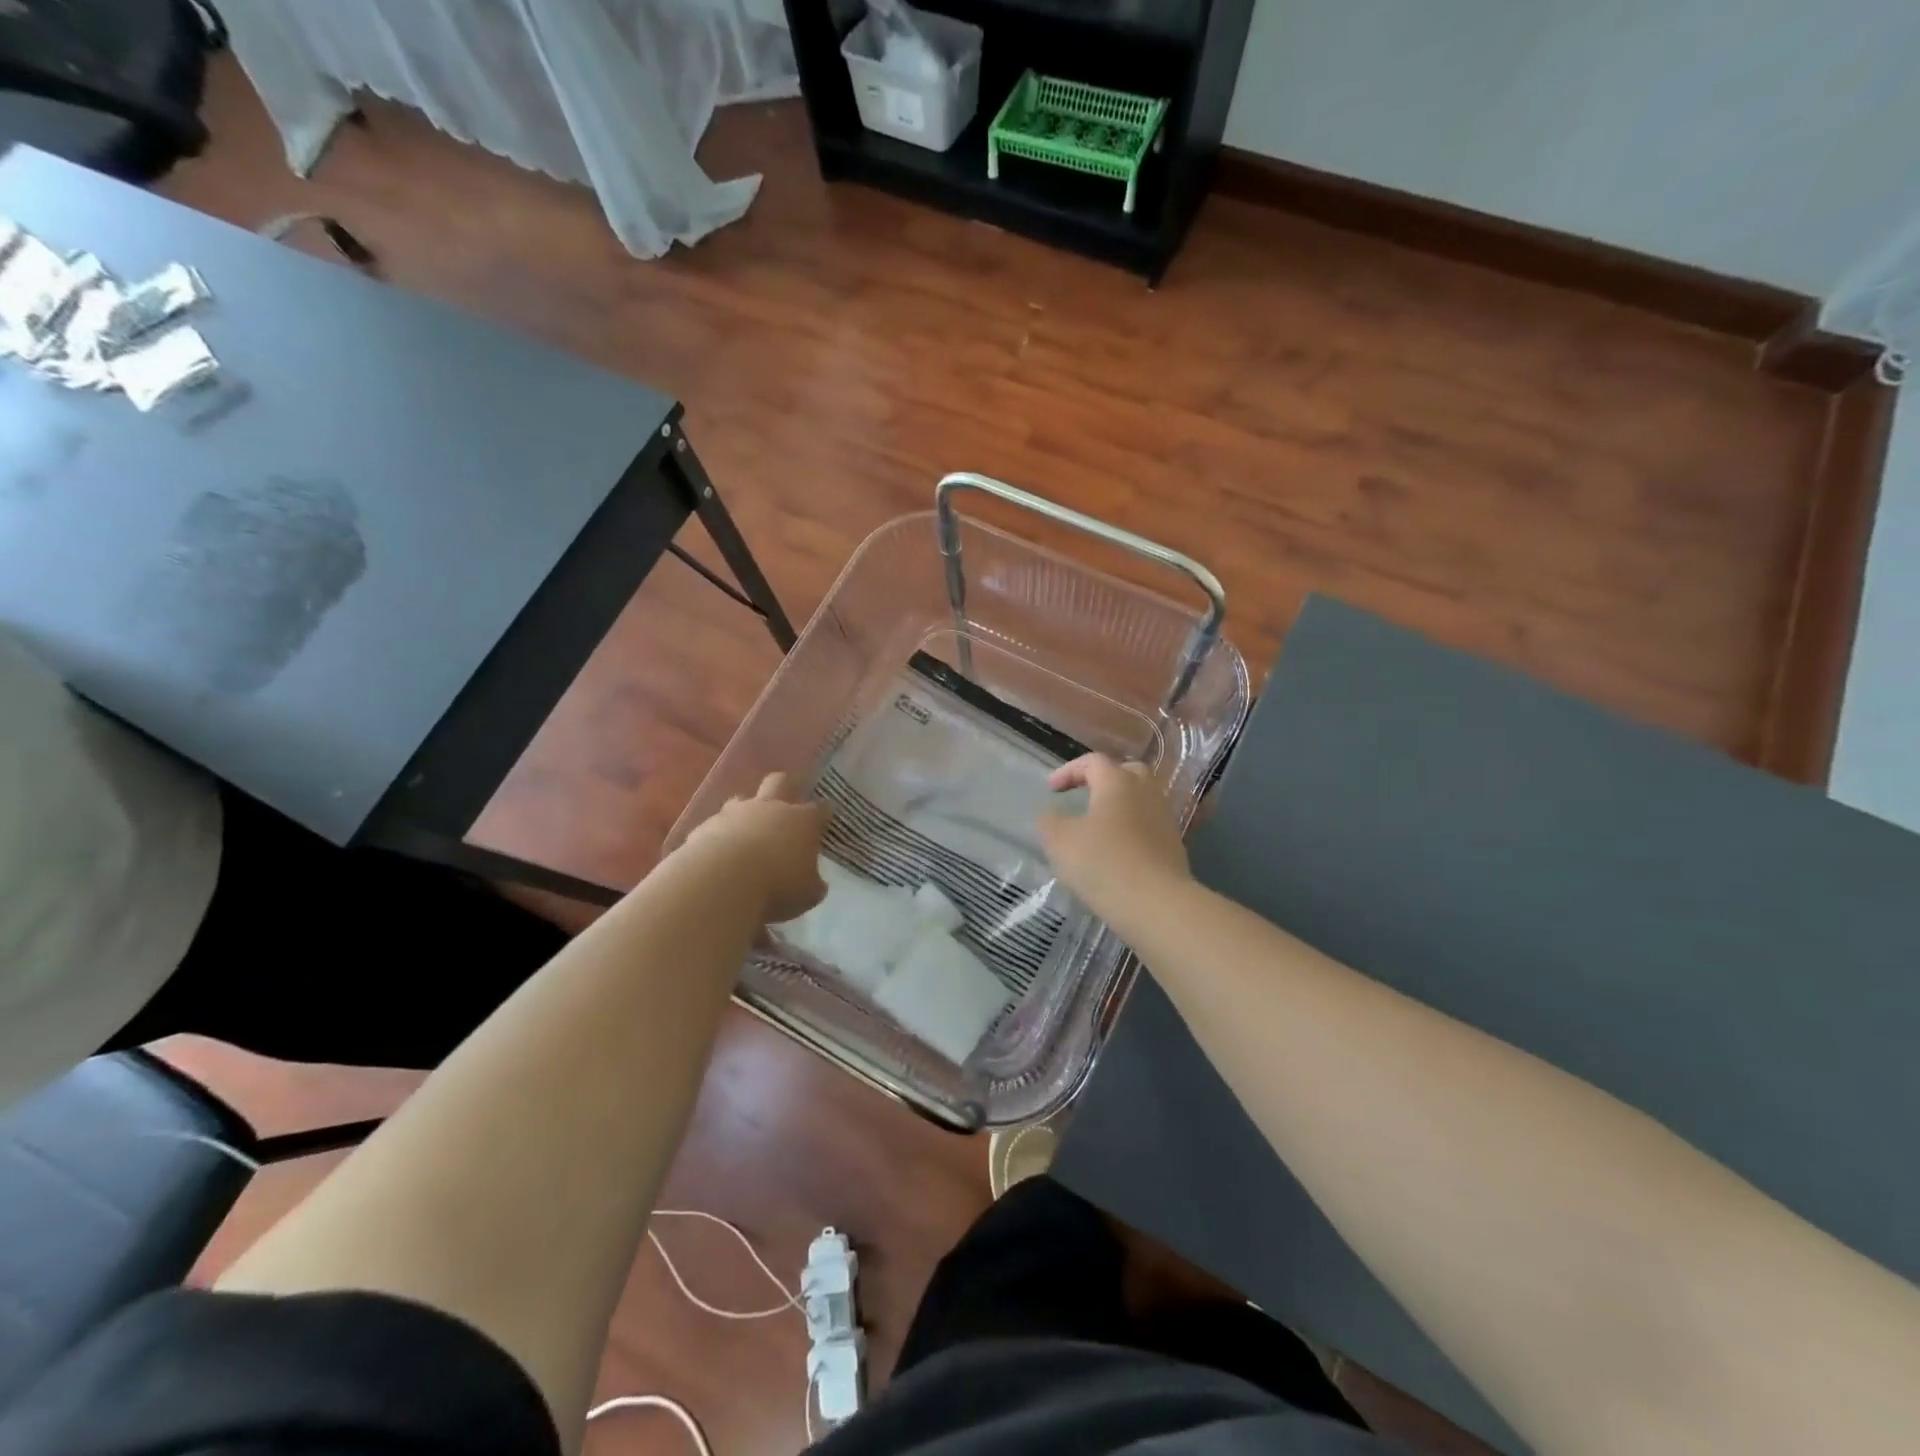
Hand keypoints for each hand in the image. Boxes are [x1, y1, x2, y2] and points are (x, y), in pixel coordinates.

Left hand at [681, 772, 829, 921]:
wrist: (721, 881)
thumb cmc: (777, 885)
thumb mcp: (807, 894)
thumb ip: (812, 884)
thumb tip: (814, 883)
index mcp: (801, 821)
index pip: (820, 809)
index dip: (822, 815)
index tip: (823, 824)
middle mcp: (770, 808)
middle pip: (779, 782)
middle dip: (785, 788)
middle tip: (786, 808)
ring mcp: (735, 813)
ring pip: (742, 800)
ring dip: (746, 813)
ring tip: (747, 835)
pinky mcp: (706, 826)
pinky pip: (716, 826)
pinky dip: (720, 837)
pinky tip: (719, 856)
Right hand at [1037, 754, 1189, 920]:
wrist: (1156, 904)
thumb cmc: (1103, 863)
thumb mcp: (1060, 841)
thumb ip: (1049, 821)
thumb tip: (1050, 814)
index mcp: (1118, 782)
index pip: (1093, 761)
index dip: (1069, 771)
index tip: (1052, 790)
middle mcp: (1146, 792)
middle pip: (1127, 772)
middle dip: (1104, 780)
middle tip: (1086, 796)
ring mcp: (1165, 819)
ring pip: (1142, 800)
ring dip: (1120, 807)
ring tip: (1100, 827)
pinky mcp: (1174, 846)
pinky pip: (1149, 827)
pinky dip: (1132, 831)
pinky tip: (1117, 852)